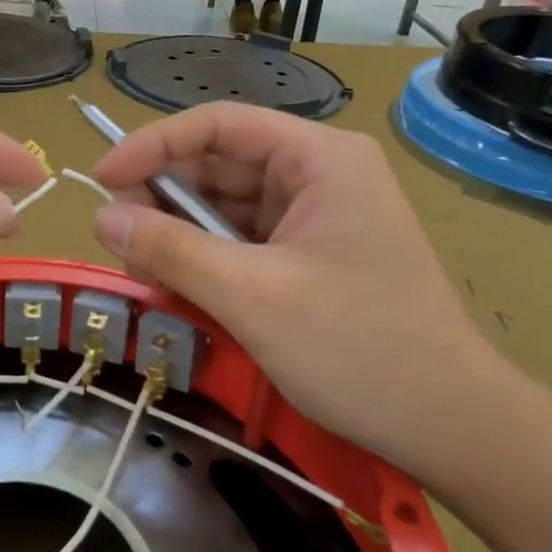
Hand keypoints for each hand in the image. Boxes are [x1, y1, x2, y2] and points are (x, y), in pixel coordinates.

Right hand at [89, 102, 517, 483]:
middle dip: (163, 199)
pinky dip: (205, 259)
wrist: (450, 426)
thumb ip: (171, 249)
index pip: (219, 124)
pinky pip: (241, 241)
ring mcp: (317, 216)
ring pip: (224, 206)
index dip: (152, 144)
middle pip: (219, 164)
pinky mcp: (310, 255)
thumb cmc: (357, 349)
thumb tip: (101, 216)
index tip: (101, 179)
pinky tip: (178, 287)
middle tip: (118, 242)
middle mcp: (318, 174)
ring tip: (145, 273)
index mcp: (319, 158)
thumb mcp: (250, 296)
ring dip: (179, 235)